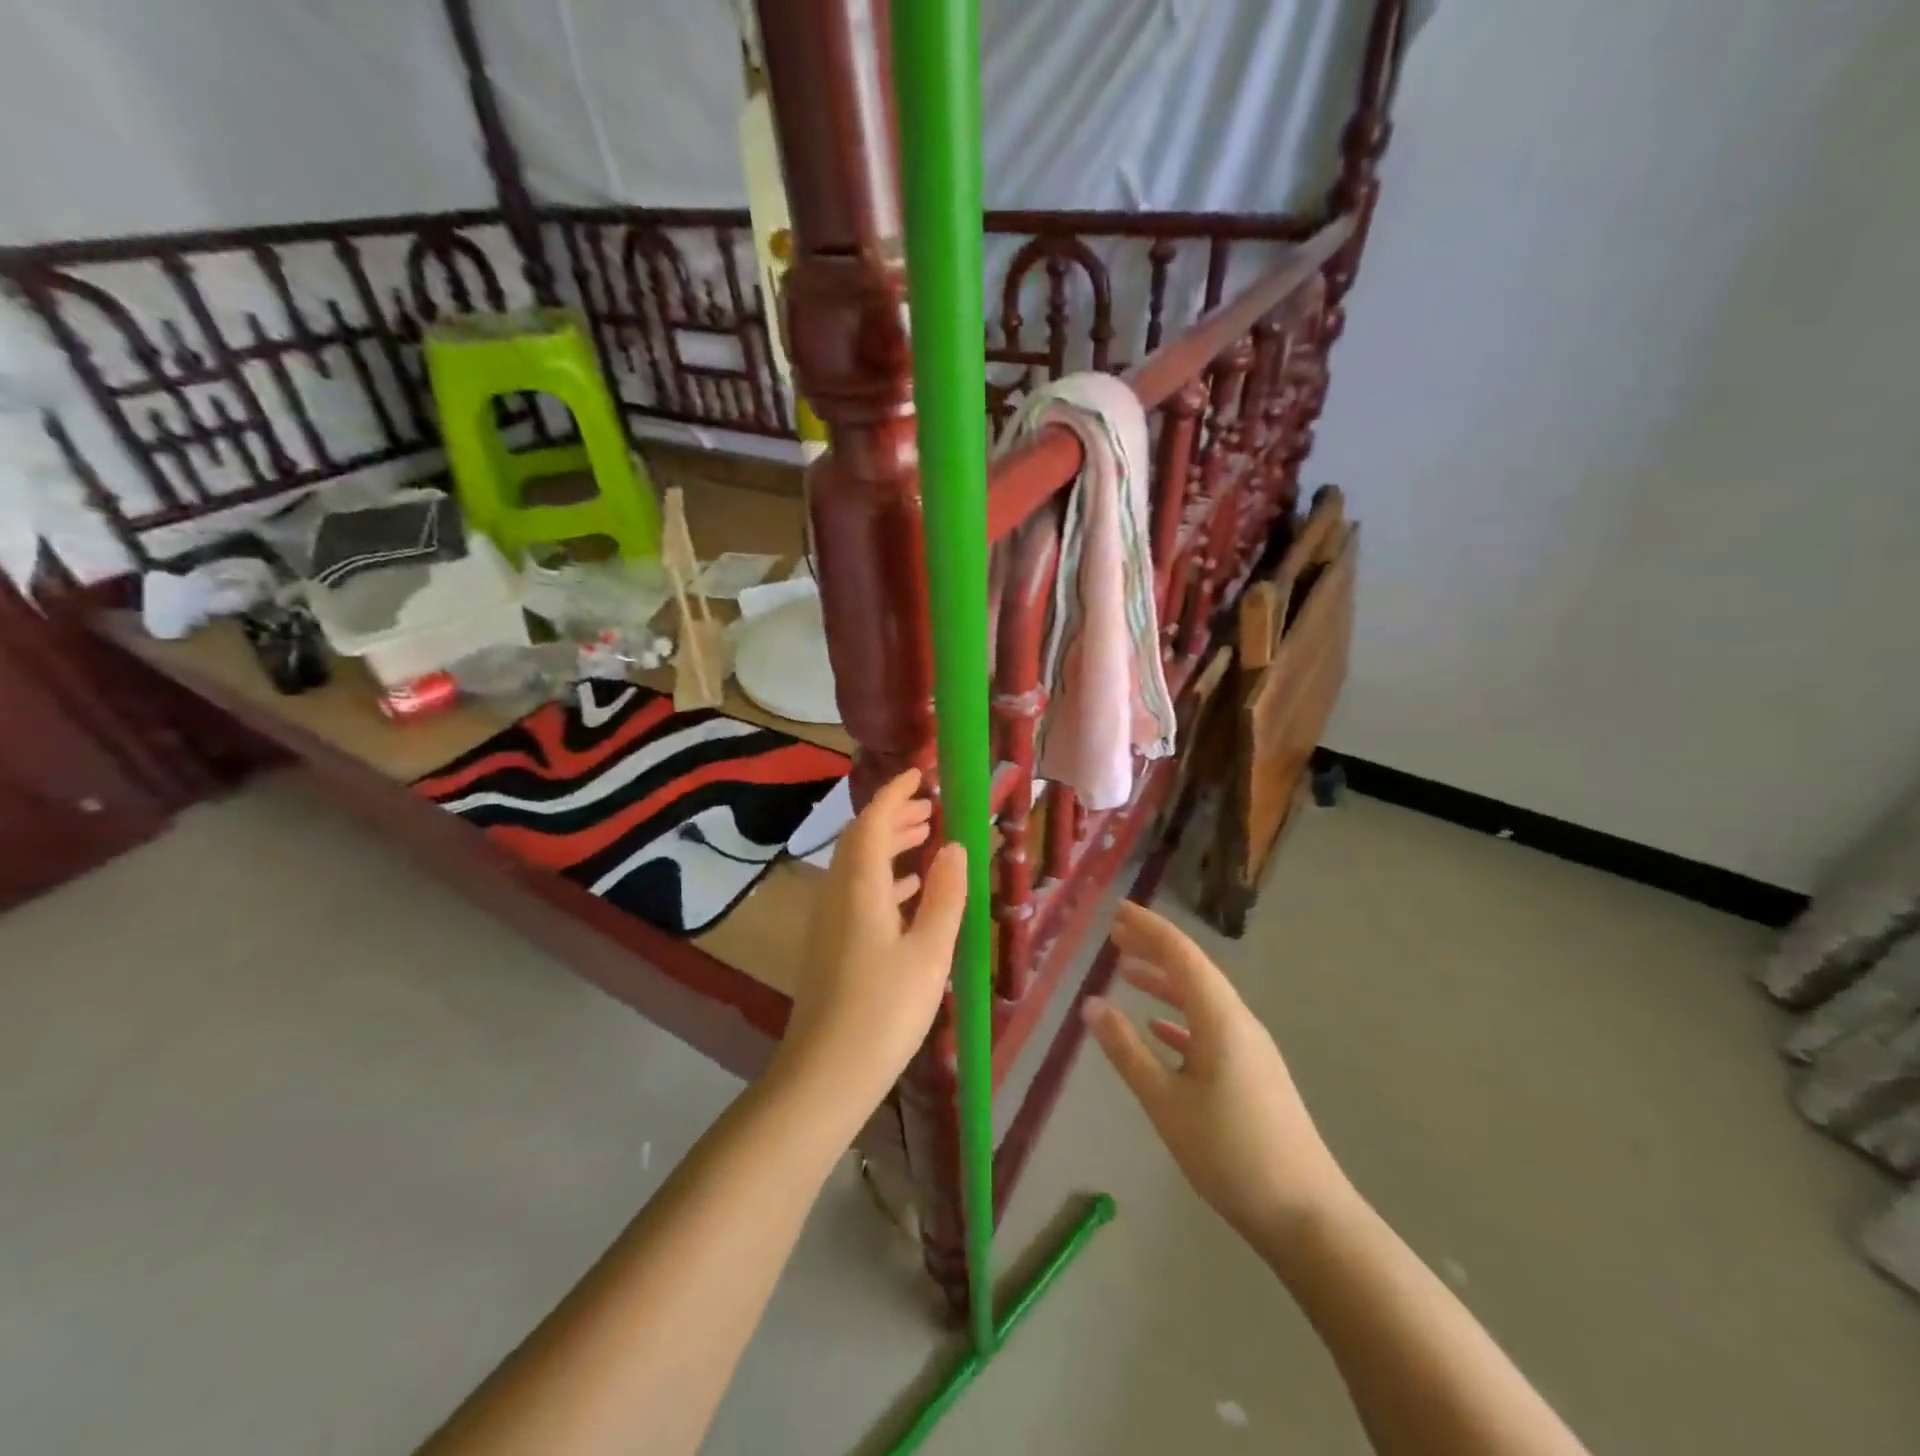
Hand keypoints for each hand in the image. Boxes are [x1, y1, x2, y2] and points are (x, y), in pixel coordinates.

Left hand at [775, 769, 967, 1119]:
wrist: (826, 1074)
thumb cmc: (884, 1010)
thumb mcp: (929, 952)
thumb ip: (944, 896)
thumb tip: (954, 847)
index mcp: (860, 886)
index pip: (873, 820)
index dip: (895, 793)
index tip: (920, 775)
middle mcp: (837, 892)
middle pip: (862, 839)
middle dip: (894, 817)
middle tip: (931, 808)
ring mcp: (829, 919)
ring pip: (859, 865)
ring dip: (890, 846)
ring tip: (928, 840)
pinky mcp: (830, 944)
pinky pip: (858, 892)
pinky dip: (884, 878)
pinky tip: (910, 894)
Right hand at [1085, 902, 1353, 1260]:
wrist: (1306, 1216)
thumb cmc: (1230, 1153)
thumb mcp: (1166, 1102)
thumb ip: (1126, 1050)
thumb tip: (1091, 1003)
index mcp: (1220, 1018)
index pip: (1180, 955)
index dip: (1148, 928)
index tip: (1117, 909)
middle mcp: (1238, 1022)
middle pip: (1192, 970)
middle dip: (1153, 947)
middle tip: (1115, 932)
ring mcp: (1249, 1048)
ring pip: (1200, 998)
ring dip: (1164, 981)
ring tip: (1127, 970)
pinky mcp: (1252, 1073)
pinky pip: (1209, 1027)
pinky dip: (1179, 1017)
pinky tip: (1159, 1028)